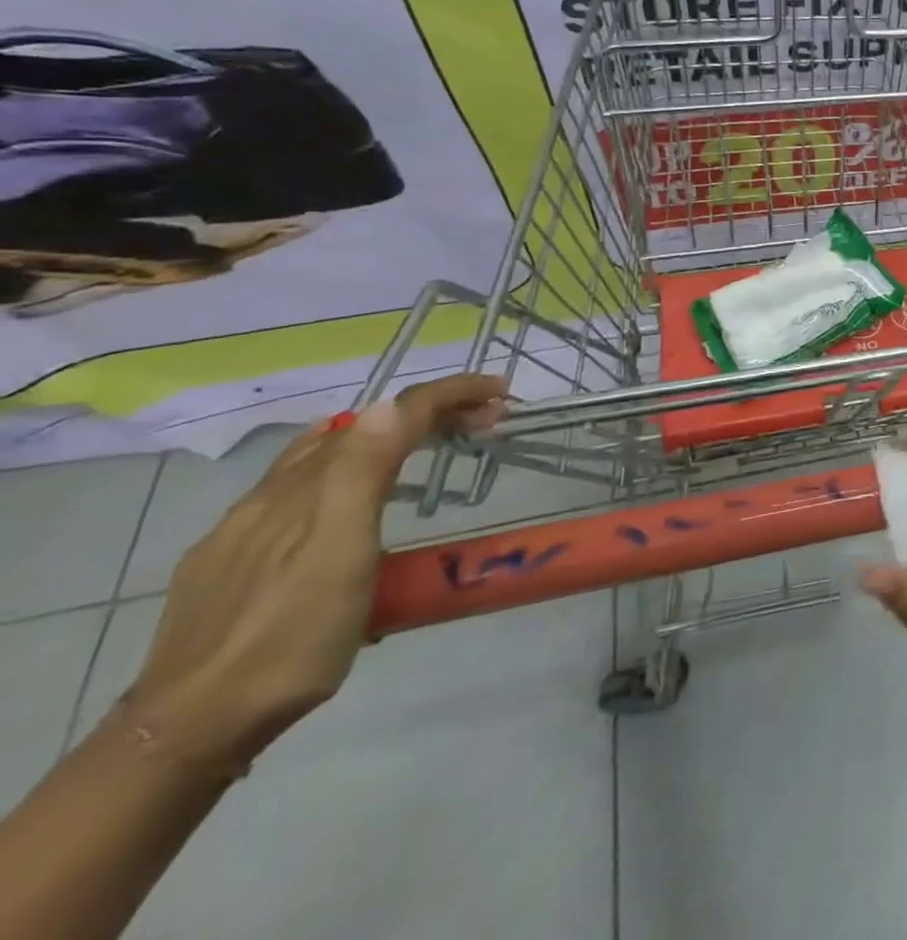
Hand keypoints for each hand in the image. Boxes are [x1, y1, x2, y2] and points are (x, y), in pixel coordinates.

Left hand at [122, 374, 507, 768]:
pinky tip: (345, 509)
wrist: (189, 731)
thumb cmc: (289, 638)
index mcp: (308, 487)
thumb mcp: (340, 554)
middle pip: (358, 428)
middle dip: (427, 412)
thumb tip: (392, 404)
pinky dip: (341, 474)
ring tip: (424, 452)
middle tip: (482, 421)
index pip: (388, 415)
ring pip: (320, 457)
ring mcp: (242, 530)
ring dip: (383, 438)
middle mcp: (272, 494)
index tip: (501, 392)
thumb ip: (361, 474)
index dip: (449, 394)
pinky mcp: (224, 564)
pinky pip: (295, 492)